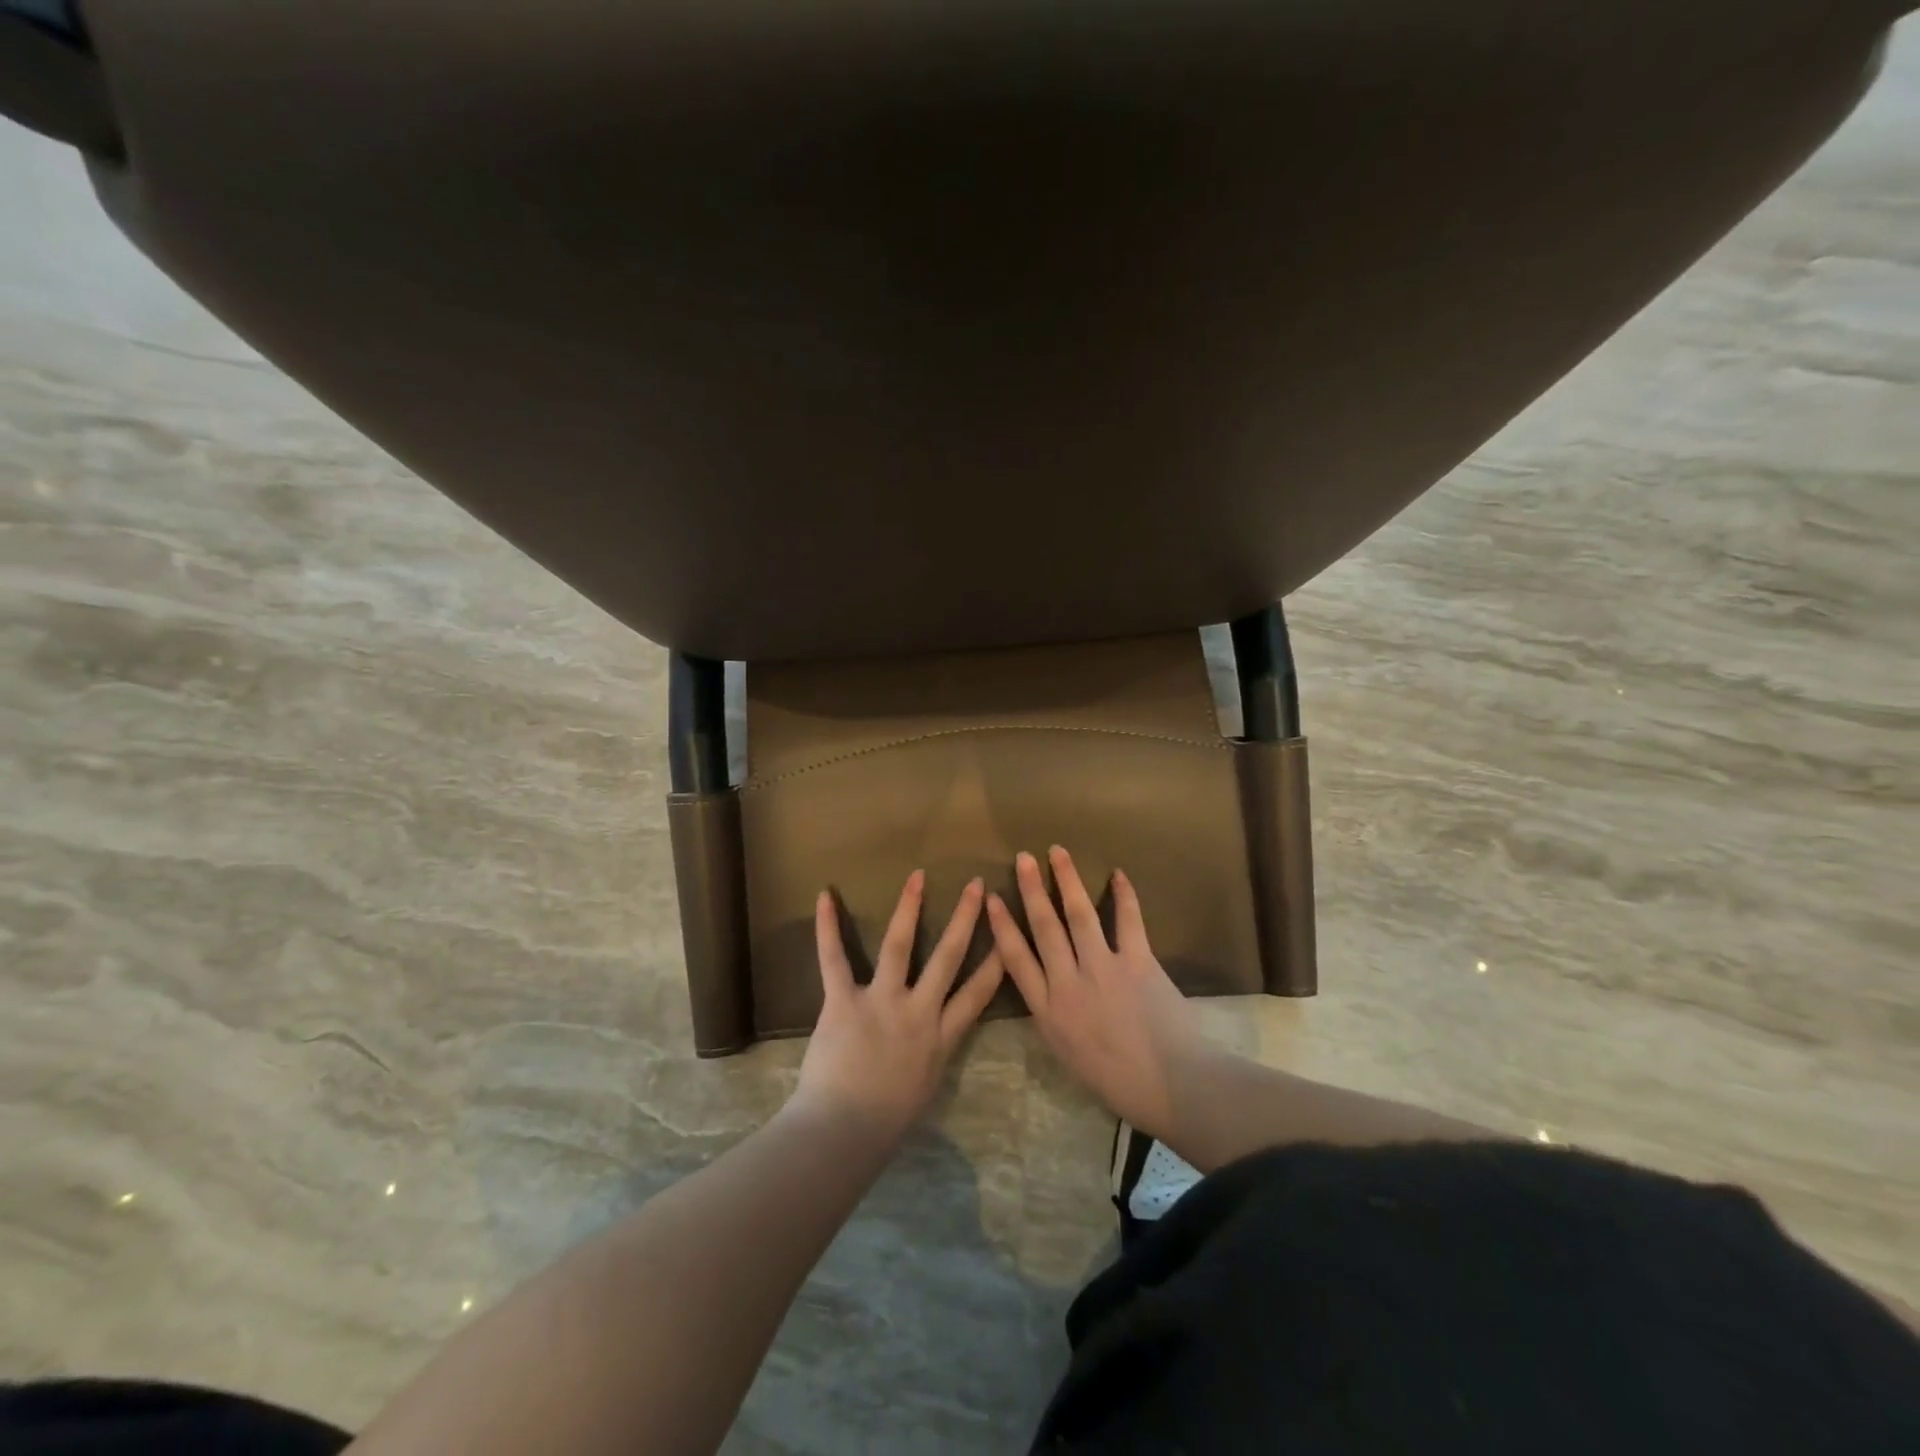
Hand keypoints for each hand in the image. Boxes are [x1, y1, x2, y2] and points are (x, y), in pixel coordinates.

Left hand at [793, 871, 1005, 1144]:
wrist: (844, 1132)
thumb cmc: (886, 1121)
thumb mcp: (926, 1086)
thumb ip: (934, 1053)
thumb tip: (936, 1035)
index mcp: (942, 1037)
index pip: (978, 993)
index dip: (997, 960)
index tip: (1009, 932)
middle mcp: (918, 1011)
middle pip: (948, 957)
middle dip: (965, 919)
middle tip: (975, 886)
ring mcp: (882, 1003)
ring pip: (900, 946)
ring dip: (909, 907)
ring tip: (918, 877)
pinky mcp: (844, 1001)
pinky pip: (834, 959)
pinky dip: (827, 928)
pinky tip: (825, 897)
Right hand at [987, 847, 1205, 1140]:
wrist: (1170, 1086)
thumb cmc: (1117, 1081)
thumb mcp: (1067, 1054)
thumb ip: (1054, 1017)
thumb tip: (1048, 990)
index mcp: (1048, 1011)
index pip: (1015, 960)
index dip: (1002, 926)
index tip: (992, 899)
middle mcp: (1068, 983)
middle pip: (1044, 927)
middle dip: (1031, 889)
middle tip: (1023, 857)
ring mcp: (1103, 970)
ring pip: (1078, 915)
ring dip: (1067, 880)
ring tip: (1058, 852)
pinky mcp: (1137, 962)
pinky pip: (1128, 921)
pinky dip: (1124, 896)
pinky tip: (1118, 874)